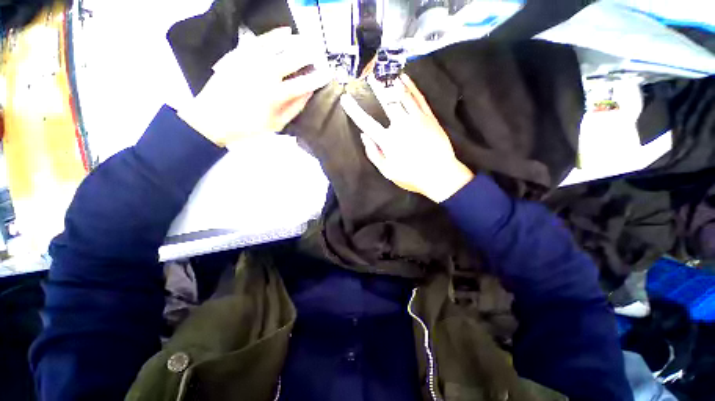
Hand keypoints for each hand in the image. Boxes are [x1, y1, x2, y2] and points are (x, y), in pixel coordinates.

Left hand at [178, 27, 330, 145]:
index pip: (303, 83)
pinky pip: (260, 40)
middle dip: (309, 55)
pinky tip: (284, 32)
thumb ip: (294, 108)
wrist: (212, 118)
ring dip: (295, 42)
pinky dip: (274, 35)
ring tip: (306, 40)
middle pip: (292, 59)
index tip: (328, 73)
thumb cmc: (248, 126)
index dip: (318, 78)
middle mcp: (265, 73)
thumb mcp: (277, 124)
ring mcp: (251, 61)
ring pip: (278, 45)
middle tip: (319, 53)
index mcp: (275, 94)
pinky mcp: (239, 54)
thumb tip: (308, 93)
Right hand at [341, 74, 473, 202]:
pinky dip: (411, 86)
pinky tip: (405, 78)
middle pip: (386, 102)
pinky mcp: (429, 117)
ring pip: (403, 96)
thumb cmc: (411, 176)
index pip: (367, 123)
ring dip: (392, 83)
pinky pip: (419, 98)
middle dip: (377, 88)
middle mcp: (401, 126)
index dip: (354, 111)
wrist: (440, 174)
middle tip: (369, 75)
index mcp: (388, 141)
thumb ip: (373, 154)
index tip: (345, 99)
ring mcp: (417, 119)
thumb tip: (364, 136)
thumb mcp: (387, 171)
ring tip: (385, 73)